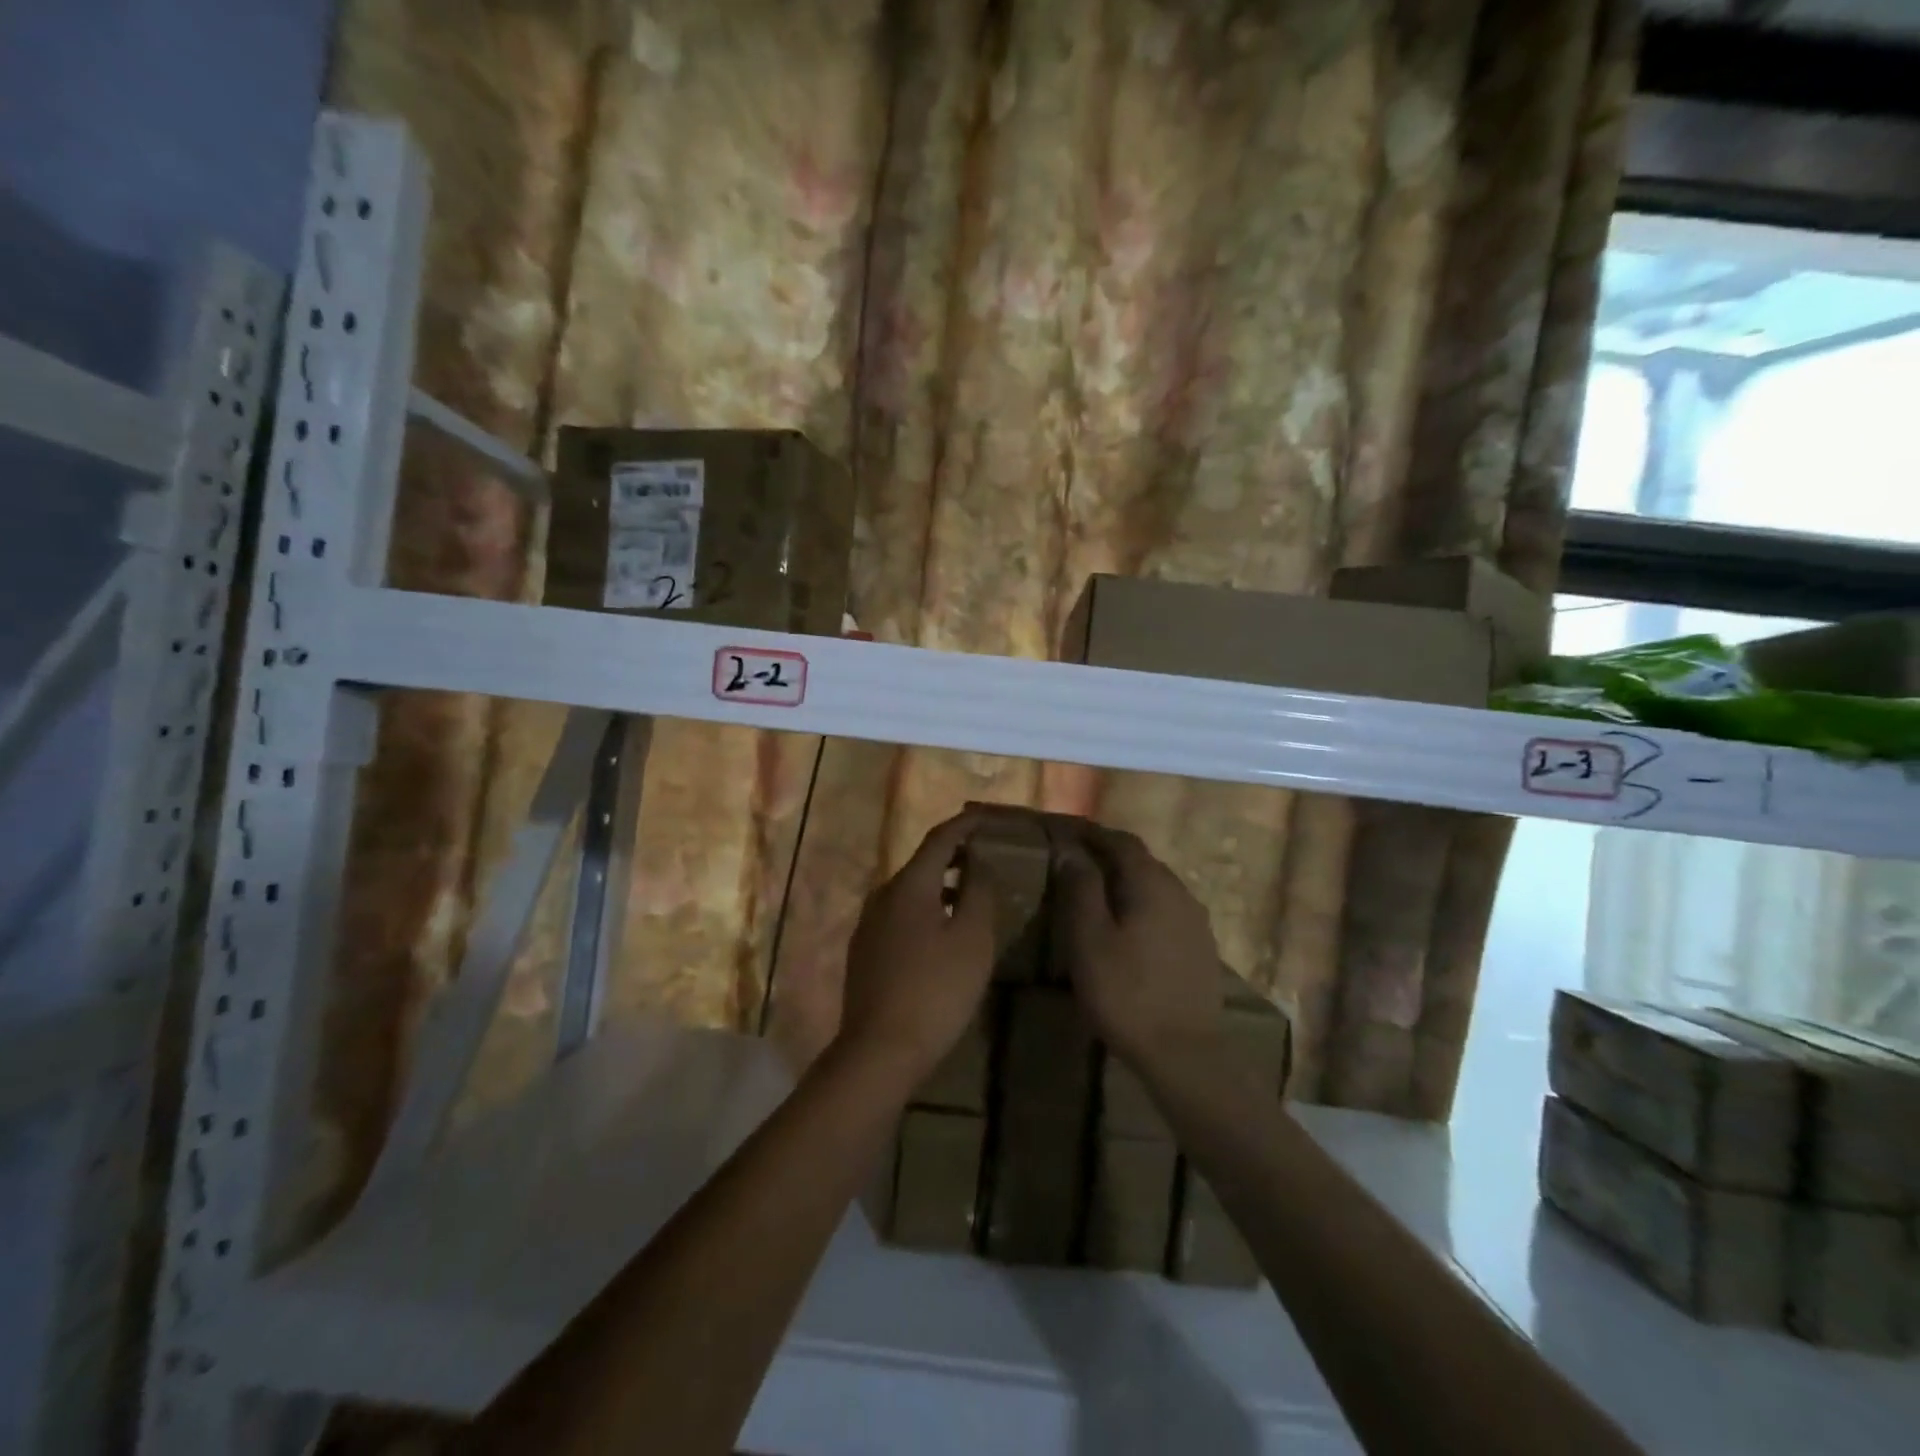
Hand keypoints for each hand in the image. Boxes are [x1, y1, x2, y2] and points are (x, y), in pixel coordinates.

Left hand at [835, 810, 997, 1091]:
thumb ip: (979, 893)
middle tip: (986, 855)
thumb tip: (979, 864)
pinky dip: (926, 909)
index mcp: (909, 885)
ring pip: (911, 891)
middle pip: (922, 862)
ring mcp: (869, 924)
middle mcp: (883, 895)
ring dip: (941, 885)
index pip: (940, 838)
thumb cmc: (935, 991)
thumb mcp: (972, 940)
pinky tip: (942, 932)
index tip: (990, 818)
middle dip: (955, 855)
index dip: (966, 824)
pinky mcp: (865, 951)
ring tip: (970, 894)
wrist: (879, 1051)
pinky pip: (900, 915)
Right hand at [1052, 825, 1223, 1078]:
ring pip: (1156, 886)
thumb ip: (1080, 889)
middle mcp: (1180, 892)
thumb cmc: (1125, 993)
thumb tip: (1071, 850)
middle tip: (1077, 861)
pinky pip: (1167, 911)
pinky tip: (1128, 927)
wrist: (1184, 1054)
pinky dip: (1142, 905)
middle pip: (1142, 861)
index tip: (1066, 833)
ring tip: (1098, 893)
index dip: (1092, 834)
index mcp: (1151, 884)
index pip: (1121, 842)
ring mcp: (1196, 921)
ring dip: (1127, 881)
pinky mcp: (1201, 948)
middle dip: (1109, 855)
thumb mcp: (1089, 939)